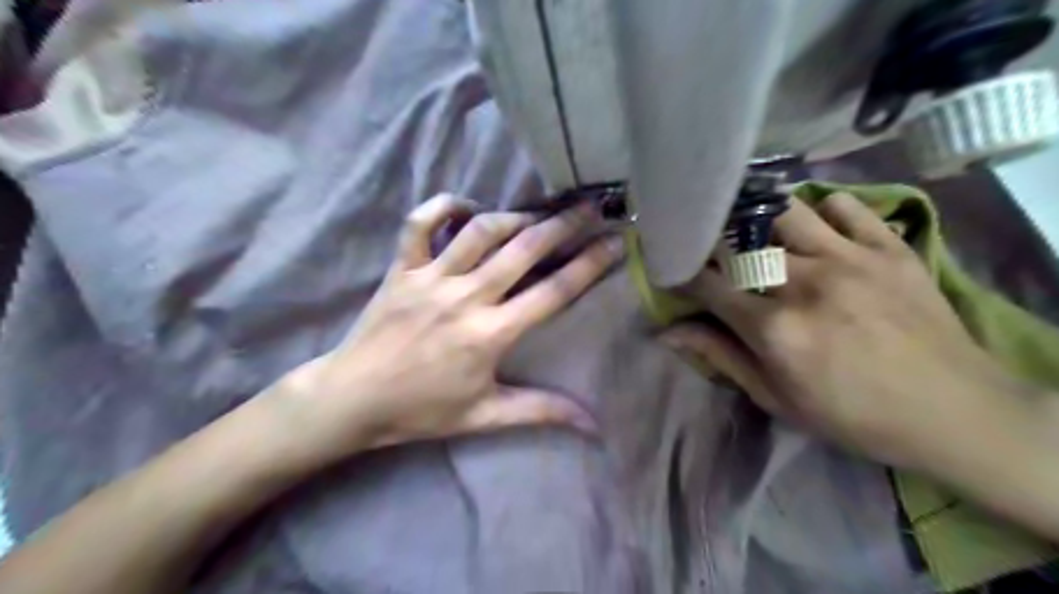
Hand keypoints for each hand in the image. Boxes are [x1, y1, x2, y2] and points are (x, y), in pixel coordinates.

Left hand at [271, 192, 621, 462]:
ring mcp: (429, 278)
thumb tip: (593, 424)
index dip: (589, 265)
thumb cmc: (421, 410)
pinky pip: (419, 223)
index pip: (552, 292)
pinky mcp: (400, 268)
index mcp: (489, 334)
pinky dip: (443, 206)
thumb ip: (541, 412)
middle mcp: (464, 298)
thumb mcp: (485, 416)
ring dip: (514, 217)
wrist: (352, 399)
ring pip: (479, 231)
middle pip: (523, 250)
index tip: (614, 243)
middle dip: (562, 225)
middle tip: (589, 207)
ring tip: (538, 214)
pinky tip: (467, 208)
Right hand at [660, 193, 1035, 469]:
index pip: (708, 285)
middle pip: (740, 241)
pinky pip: (846, 205)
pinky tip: (818, 228)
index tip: (676, 271)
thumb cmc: (852, 414)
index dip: (684, 274)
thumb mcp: (777, 398)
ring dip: (761, 217)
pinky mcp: (888, 248)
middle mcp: (805, 283)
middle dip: (715, 241)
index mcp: (774, 328)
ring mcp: (850, 259)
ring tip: (758, 230)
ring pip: (786, 211)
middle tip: (712, 247)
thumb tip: (667, 333)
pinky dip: (824, 210)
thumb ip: (721, 357)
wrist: (956, 412)